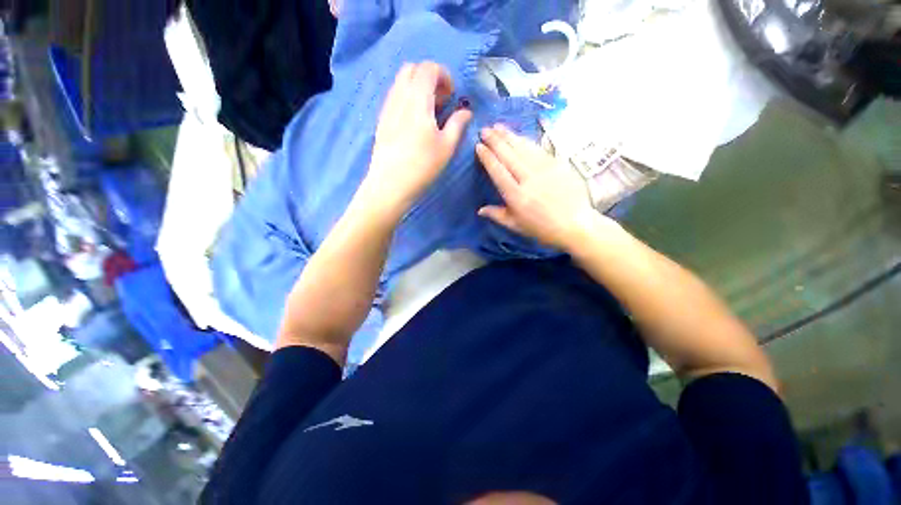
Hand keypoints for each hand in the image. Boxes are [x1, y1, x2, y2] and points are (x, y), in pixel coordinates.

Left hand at [362, 62, 472, 218]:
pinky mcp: (381, 120)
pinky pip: (394, 97)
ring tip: (429, 113)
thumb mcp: (446, 147)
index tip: (452, 96)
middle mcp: (399, 97)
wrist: (390, 184)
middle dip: (430, 78)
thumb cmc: (422, 166)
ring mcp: (387, 108)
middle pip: (412, 69)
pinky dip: (407, 99)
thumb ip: (457, 124)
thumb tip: (466, 111)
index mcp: (418, 99)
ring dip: (417, 88)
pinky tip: (414, 121)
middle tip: (441, 101)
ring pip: (401, 82)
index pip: (428, 68)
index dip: (444, 76)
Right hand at [476, 124, 615, 250]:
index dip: (487, 158)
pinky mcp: (558, 164)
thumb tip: (479, 210)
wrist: (575, 224)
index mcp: (516, 196)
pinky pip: (539, 149)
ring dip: (509, 136)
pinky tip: (519, 135)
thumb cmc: (542, 228)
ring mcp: (545, 169)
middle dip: (495, 141)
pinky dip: (527, 141)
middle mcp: (528, 179)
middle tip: (484, 129)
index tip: (478, 146)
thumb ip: (497, 215)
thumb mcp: (516, 226)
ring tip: (498, 126)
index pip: (498, 171)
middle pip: (509, 155)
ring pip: (523, 148)